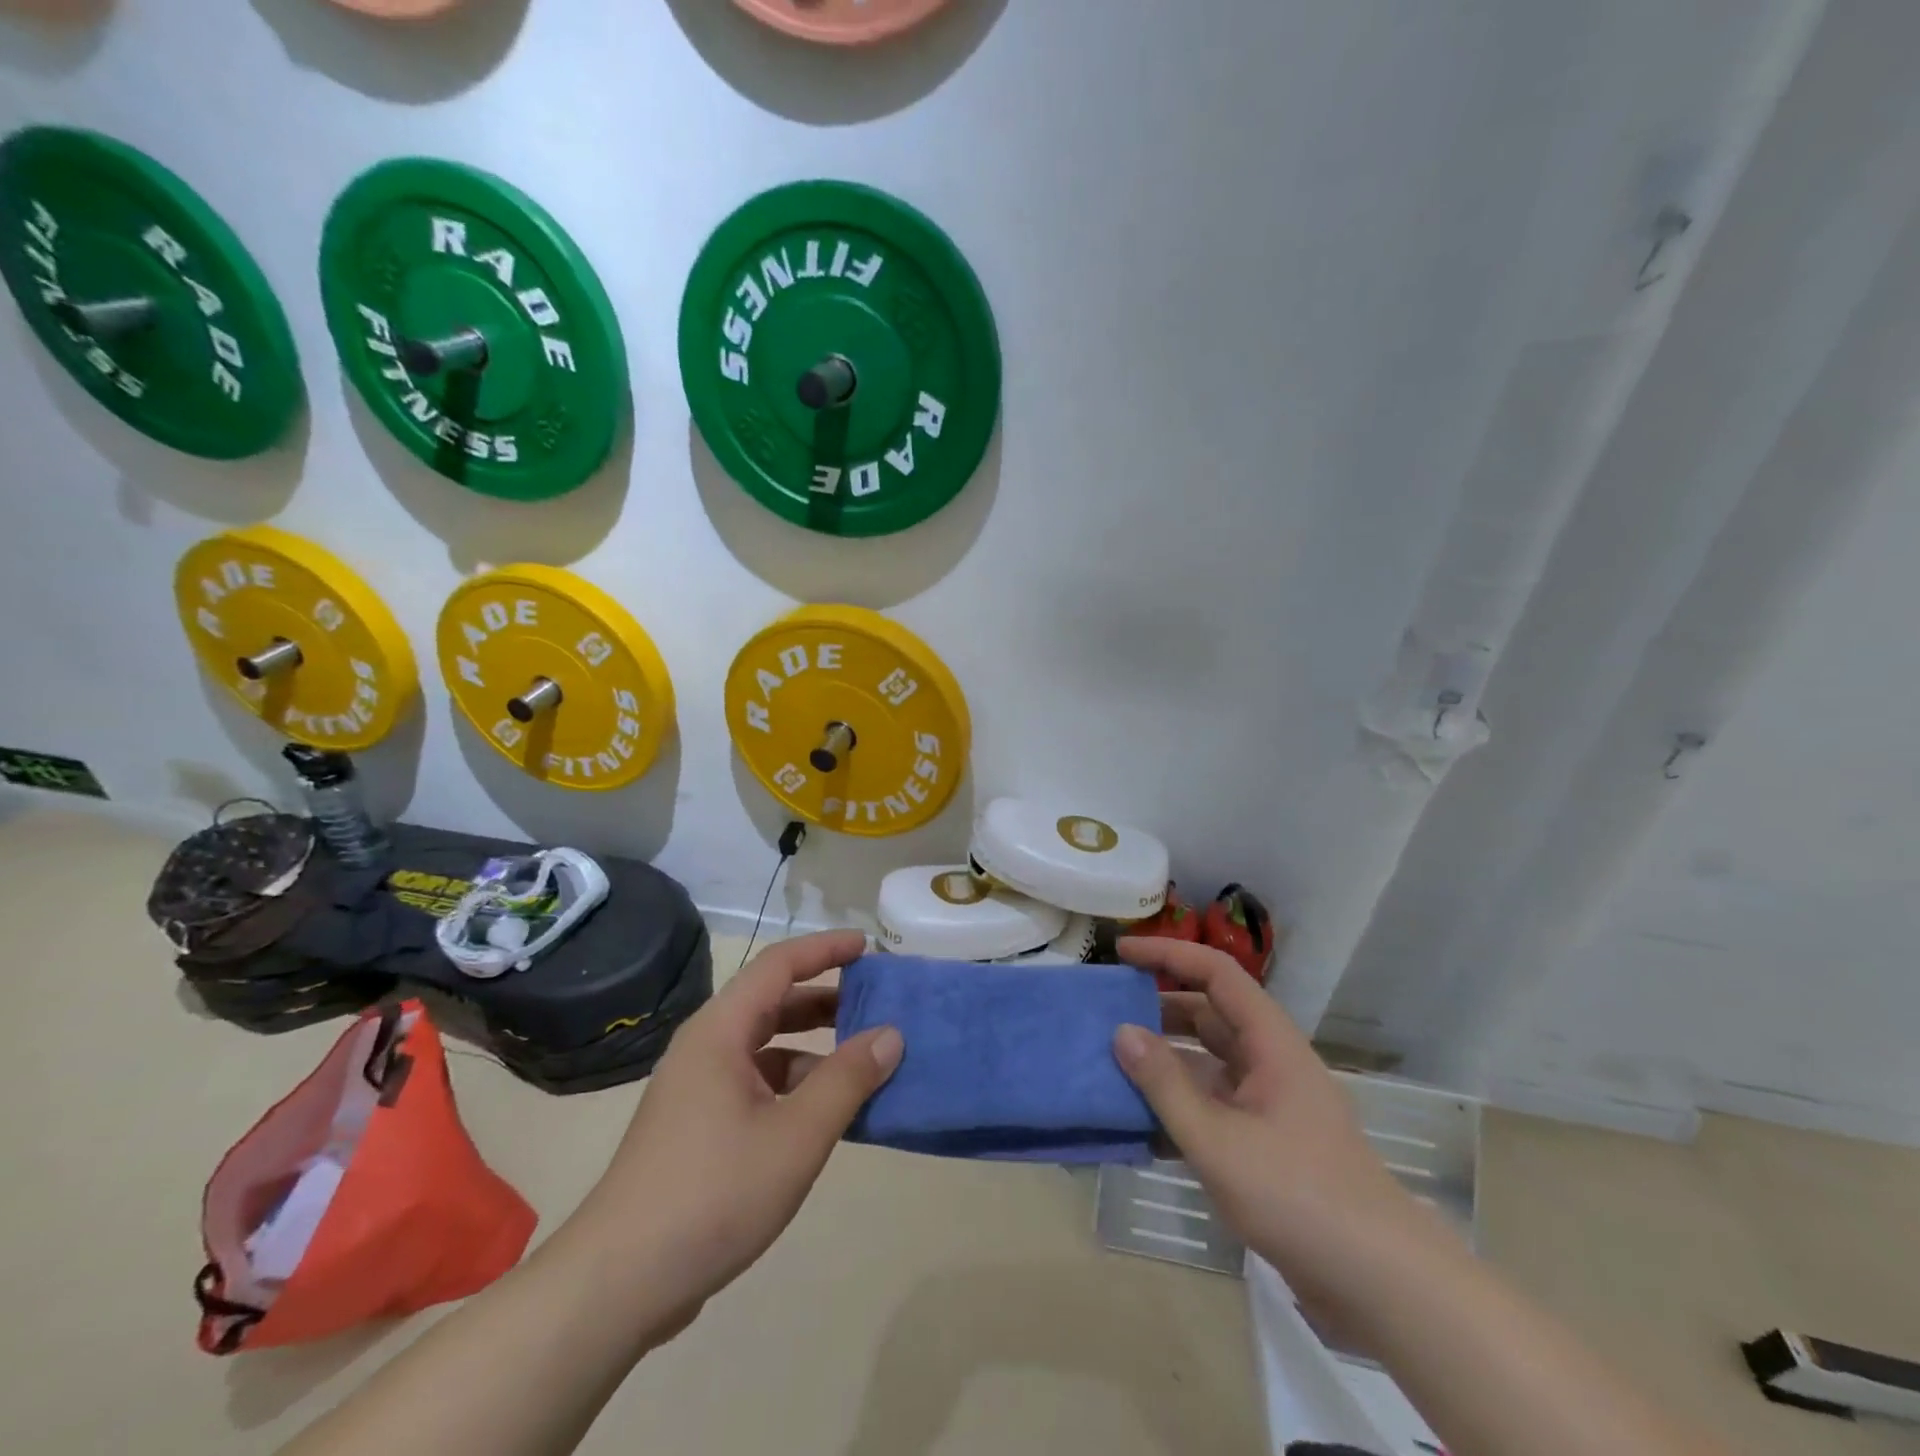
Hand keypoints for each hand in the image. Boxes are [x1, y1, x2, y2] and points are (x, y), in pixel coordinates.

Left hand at [566, 930, 901, 1329]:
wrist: (617, 1284)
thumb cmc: (713, 1193)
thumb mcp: (796, 1135)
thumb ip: (847, 1079)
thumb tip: (891, 1034)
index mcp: (721, 1031)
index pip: (779, 964)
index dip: (826, 949)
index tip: (869, 947)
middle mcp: (706, 1047)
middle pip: (772, 1002)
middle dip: (825, 998)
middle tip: (875, 1005)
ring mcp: (697, 1088)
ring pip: (764, 1047)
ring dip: (812, 1047)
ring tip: (860, 1064)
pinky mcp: (696, 1126)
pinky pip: (755, 1083)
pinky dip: (793, 1085)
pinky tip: (822, 1116)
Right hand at [1113, 937, 1440, 1307]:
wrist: (1379, 1281)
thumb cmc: (1298, 1195)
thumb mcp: (1218, 1140)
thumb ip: (1165, 1085)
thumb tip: (1122, 1031)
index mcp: (1269, 1042)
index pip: (1215, 974)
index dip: (1168, 954)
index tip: (1121, 952)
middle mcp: (1269, 1062)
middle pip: (1207, 1016)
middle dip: (1157, 1010)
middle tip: (1106, 1015)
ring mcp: (1268, 1103)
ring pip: (1207, 1063)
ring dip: (1163, 1063)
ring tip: (1111, 1066)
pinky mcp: (1265, 1142)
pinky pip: (1212, 1106)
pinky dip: (1178, 1107)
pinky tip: (1139, 1127)